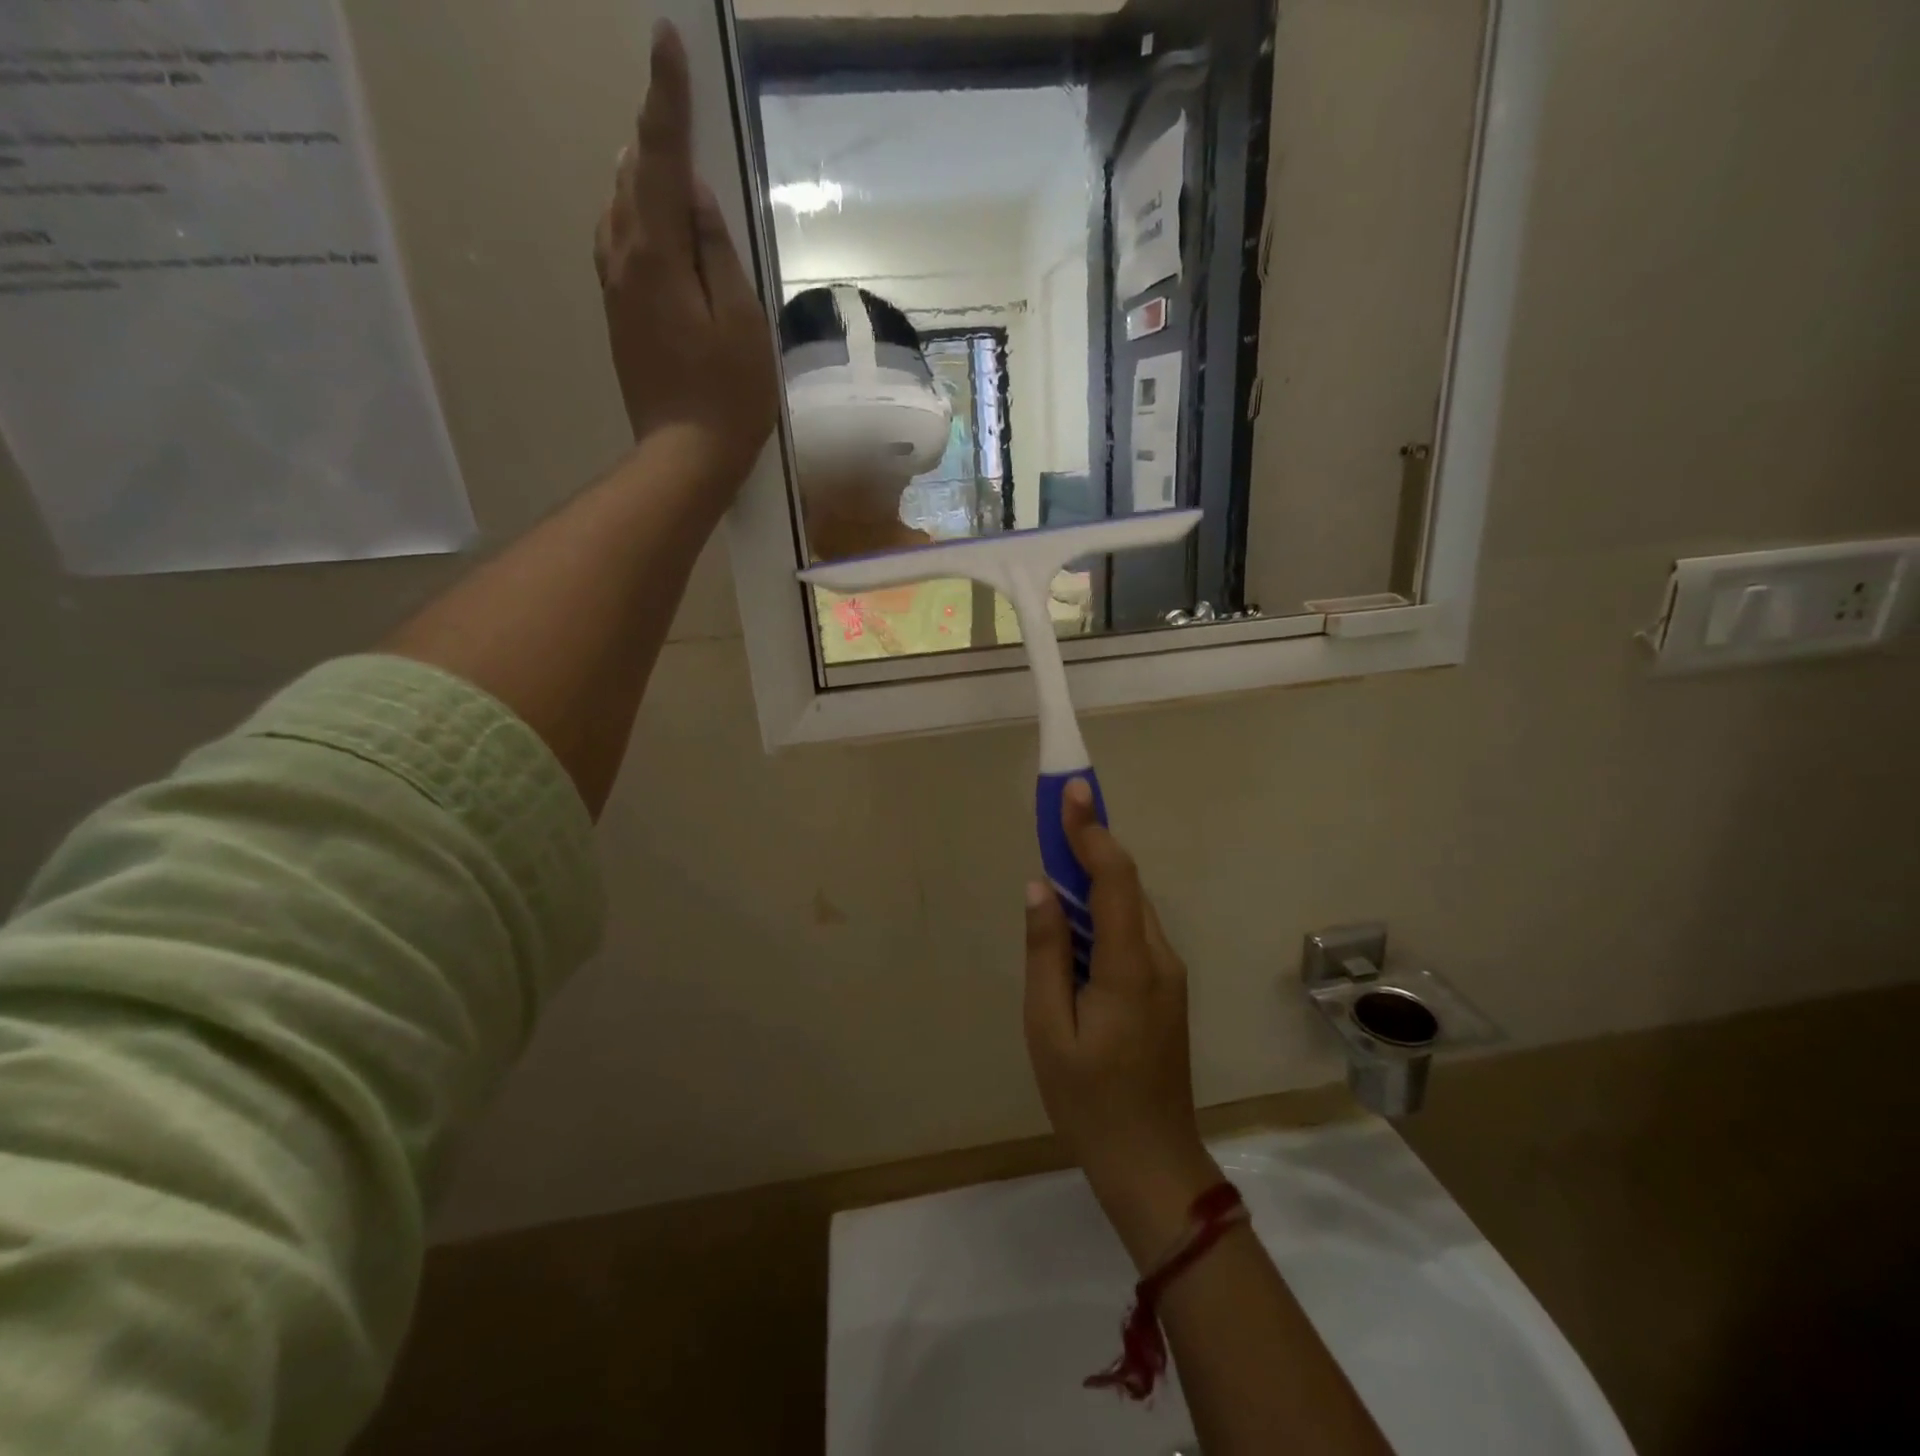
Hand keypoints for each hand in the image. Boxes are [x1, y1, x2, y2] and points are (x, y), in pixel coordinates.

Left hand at [595, 22, 778, 491]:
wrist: (684, 456)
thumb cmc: (728, 396)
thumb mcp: (743, 323)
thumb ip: (717, 253)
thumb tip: (693, 196)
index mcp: (656, 255)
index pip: (660, 159)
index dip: (666, 99)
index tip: (666, 40)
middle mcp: (622, 259)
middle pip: (632, 177)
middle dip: (653, 138)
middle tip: (676, 107)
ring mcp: (614, 290)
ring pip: (619, 209)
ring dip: (643, 178)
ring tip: (670, 165)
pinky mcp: (618, 316)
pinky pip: (619, 245)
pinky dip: (636, 218)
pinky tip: (654, 225)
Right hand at [1024, 781, 1222, 1269]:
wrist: (1152, 1163)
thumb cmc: (1089, 1101)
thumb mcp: (1048, 1029)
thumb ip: (1045, 953)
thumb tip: (1040, 888)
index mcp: (1130, 966)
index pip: (1114, 879)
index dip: (1092, 831)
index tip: (1072, 791)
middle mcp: (1159, 958)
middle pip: (1126, 885)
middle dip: (1091, 844)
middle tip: (1054, 816)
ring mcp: (1168, 974)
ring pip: (1130, 907)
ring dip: (1096, 877)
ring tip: (1057, 860)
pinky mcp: (1165, 989)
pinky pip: (1132, 932)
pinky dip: (1104, 909)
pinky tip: (1076, 920)